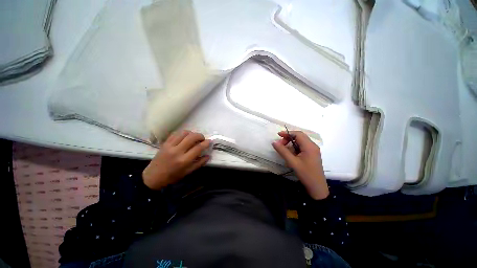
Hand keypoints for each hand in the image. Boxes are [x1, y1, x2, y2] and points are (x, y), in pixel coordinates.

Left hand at [143, 130, 210, 189]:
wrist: (153, 176)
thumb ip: (199, 163)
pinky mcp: (165, 143)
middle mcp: (177, 151)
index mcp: (184, 160)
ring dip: (192, 133)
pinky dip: (183, 133)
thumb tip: (208, 156)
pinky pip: (176, 133)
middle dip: (200, 136)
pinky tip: (185, 137)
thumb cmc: (172, 176)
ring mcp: (170, 146)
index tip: (210, 141)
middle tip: (202, 139)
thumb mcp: (188, 172)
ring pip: (184, 133)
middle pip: (192, 137)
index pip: (198, 148)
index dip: (206, 143)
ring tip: (194, 138)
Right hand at [272, 131, 328, 199]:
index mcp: (309, 146)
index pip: (298, 134)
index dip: (287, 133)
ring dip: (291, 144)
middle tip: (280, 144)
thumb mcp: (292, 162)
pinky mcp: (312, 154)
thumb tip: (274, 142)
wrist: (317, 187)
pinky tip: (291, 155)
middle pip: (299, 137)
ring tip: (285, 151)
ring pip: (300, 142)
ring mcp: (313, 150)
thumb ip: (282, 151)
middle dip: (289, 138)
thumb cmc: (305, 174)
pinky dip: (295, 148)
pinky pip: (302, 147)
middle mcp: (313, 146)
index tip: (278, 135)